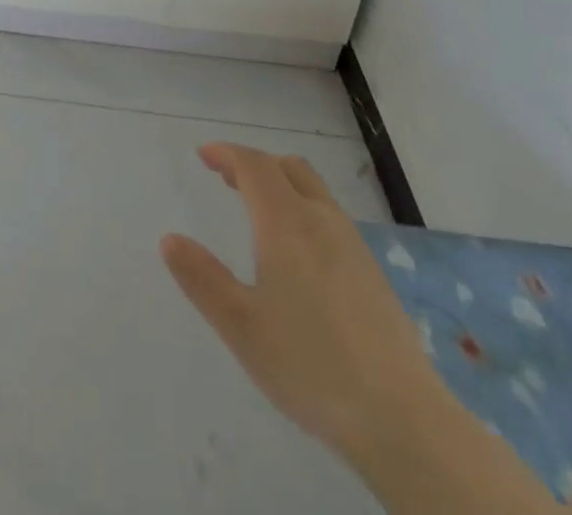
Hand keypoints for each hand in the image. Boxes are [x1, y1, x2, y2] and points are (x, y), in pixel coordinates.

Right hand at [160, 143, 439, 455]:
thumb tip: (169, 240)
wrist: (402, 417)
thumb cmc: (310, 365)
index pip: (254, 166)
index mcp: (287, 223)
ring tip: (258, 210)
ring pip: (313, 190)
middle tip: (228, 179)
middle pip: (288, 168)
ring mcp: (353, 245)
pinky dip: (303, 209)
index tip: (204, 156)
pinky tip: (298, 253)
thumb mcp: (241, 326)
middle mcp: (322, 220)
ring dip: (282, 185)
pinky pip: (330, 217)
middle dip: (255, 164)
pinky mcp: (372, 272)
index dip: (227, 154)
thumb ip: (202, 278)